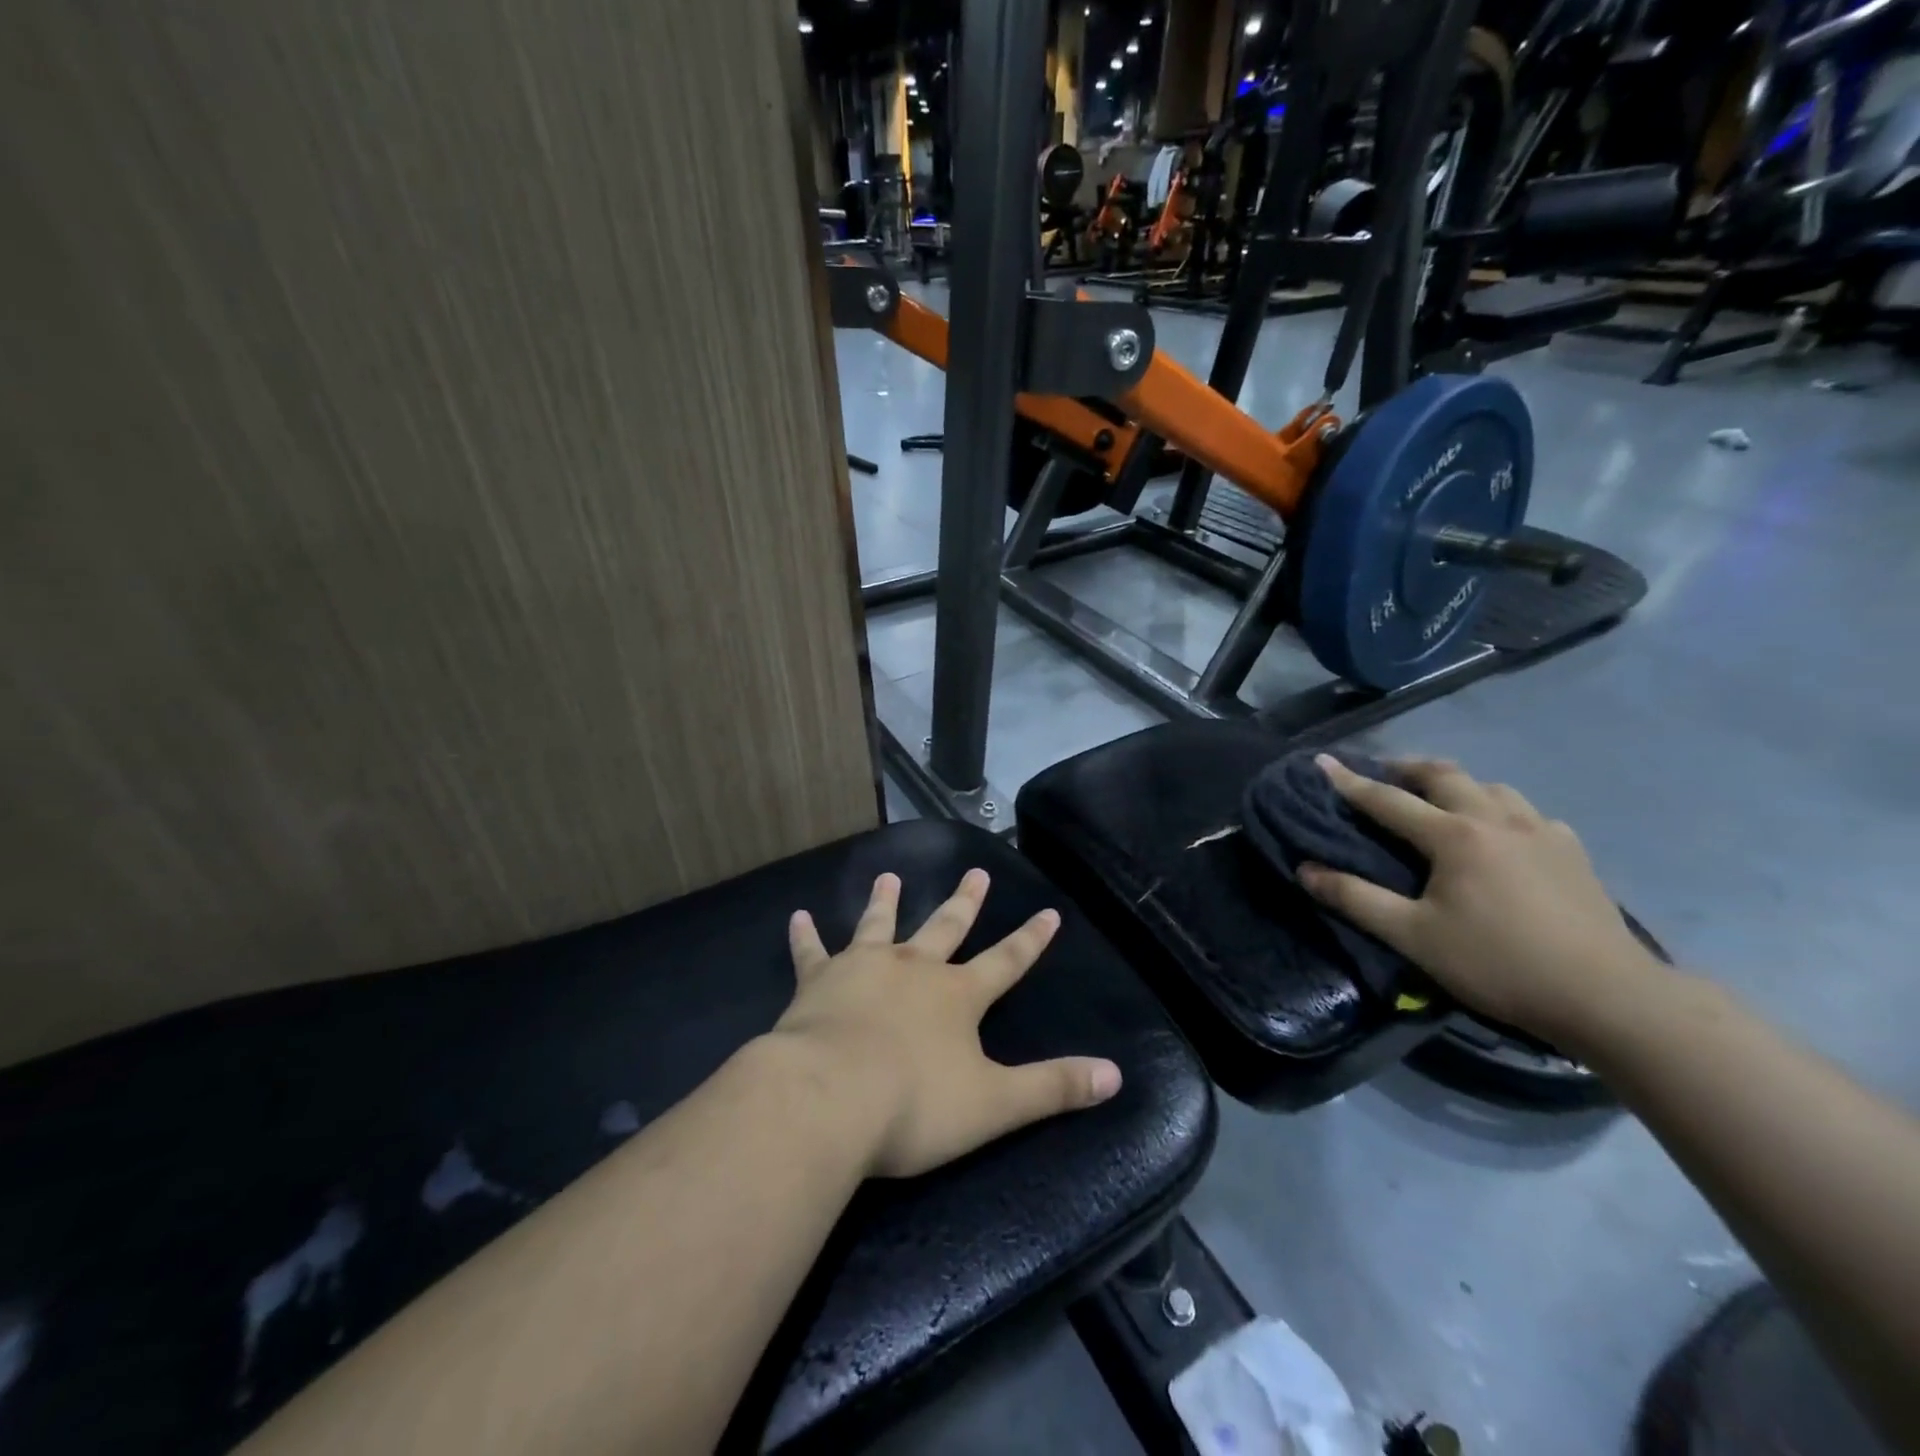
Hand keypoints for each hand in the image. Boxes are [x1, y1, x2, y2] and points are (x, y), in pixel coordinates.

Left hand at [769, 870, 1122, 1179]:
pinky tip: (797, 916)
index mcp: (957, 995)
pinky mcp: (817, 981)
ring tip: (890, 876)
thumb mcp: (995, 1104)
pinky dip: (805, 936)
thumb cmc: (914, 1105)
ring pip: (879, 925)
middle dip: (964, 902)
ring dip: (886, 901)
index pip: (1006, 961)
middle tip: (975, 872)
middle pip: (946, 927)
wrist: (828, 1098)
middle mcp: (913, 969)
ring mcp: (863, 968)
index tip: (1049, 911)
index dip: (1030, 939)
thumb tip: (1116, 1075)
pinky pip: (811, 953)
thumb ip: (1054, 1087)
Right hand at [1300, 755, 1665, 1046]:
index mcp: (1454, 835)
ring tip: (1439, 801)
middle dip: (1407, 768)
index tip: (1322, 761)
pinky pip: (1528, 813)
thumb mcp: (1413, 936)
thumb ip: (1355, 899)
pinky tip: (1502, 835)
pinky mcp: (1572, 852)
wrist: (1609, 997)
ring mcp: (1542, 832)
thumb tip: (1306, 870)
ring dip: (1456, 785)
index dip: (1350, 781)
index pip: (1387, 799)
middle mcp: (1496, 819)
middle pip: (1444, 775)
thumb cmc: (1498, 963)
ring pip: (1491, 786)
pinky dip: (1500, 810)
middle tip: (1383, 774)